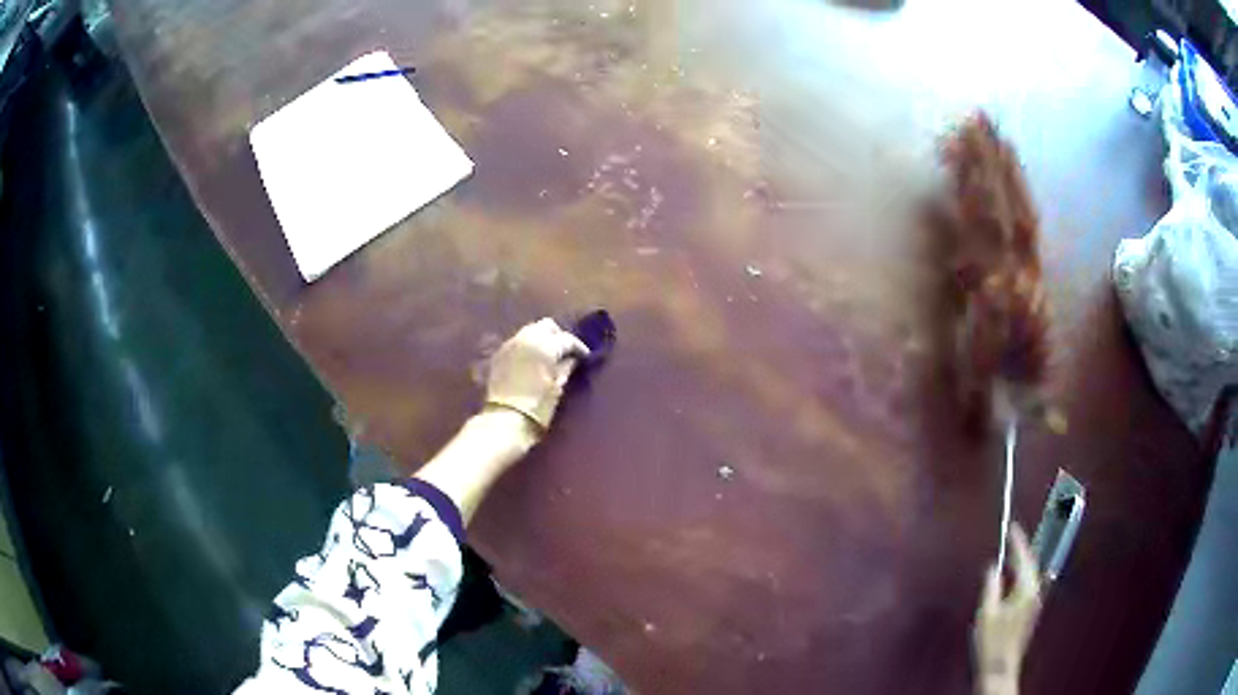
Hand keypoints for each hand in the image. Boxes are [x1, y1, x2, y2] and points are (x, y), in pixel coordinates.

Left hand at [485, 318, 589, 431]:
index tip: (584, 356)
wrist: (505, 420)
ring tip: (549, 355)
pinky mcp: (499, 354)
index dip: (578, 347)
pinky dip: (527, 346)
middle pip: (546, 326)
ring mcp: (510, 345)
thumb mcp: (557, 388)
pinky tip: (532, 360)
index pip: (566, 339)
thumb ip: (565, 368)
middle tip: (566, 351)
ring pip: (530, 331)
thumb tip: (572, 359)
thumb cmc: (537, 407)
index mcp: (545, 346)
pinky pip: (517, 341)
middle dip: (558, 335)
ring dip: (541, 338)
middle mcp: (526, 339)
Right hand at [974, 523, 1040, 694]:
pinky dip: (1022, 575)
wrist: (1000, 668)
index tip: (1012, 527)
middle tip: (1013, 537)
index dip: (1018, 541)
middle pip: (1031, 564)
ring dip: (1023, 562)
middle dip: (1022, 550)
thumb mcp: (986, 613)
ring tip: (1013, 553)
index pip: (1024, 558)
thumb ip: (991, 587)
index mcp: (1026, 589)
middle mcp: (1035, 592)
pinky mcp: (1031, 611)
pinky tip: (1014, 577)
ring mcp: (1035, 602)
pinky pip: (1029, 584)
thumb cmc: (992, 641)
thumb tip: (992, 567)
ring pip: (1031, 574)